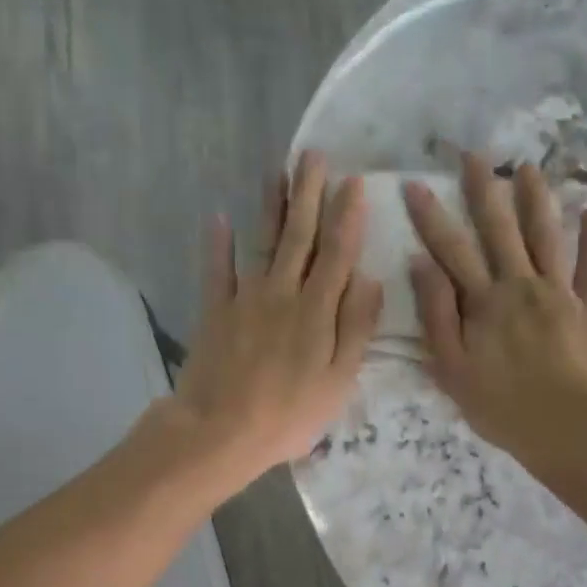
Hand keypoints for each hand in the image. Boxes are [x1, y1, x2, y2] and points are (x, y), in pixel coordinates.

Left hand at [170, 152, 382, 486]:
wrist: (221, 431)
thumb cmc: (289, 414)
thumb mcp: (339, 381)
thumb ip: (356, 328)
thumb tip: (371, 279)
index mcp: (318, 311)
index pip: (338, 253)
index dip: (347, 216)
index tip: (354, 181)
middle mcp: (283, 293)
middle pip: (300, 236)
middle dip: (309, 193)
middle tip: (313, 155)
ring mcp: (246, 299)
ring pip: (263, 242)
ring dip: (272, 205)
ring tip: (277, 170)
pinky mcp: (215, 311)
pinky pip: (217, 270)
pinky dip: (218, 243)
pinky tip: (219, 217)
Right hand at [404, 151, 586, 465]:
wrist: (567, 428)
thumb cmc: (502, 406)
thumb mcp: (453, 369)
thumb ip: (437, 315)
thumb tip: (422, 265)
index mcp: (484, 302)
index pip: (451, 250)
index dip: (431, 216)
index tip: (415, 183)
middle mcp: (520, 285)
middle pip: (500, 229)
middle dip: (484, 189)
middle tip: (474, 155)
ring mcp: (560, 292)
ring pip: (546, 235)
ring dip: (536, 199)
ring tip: (528, 167)